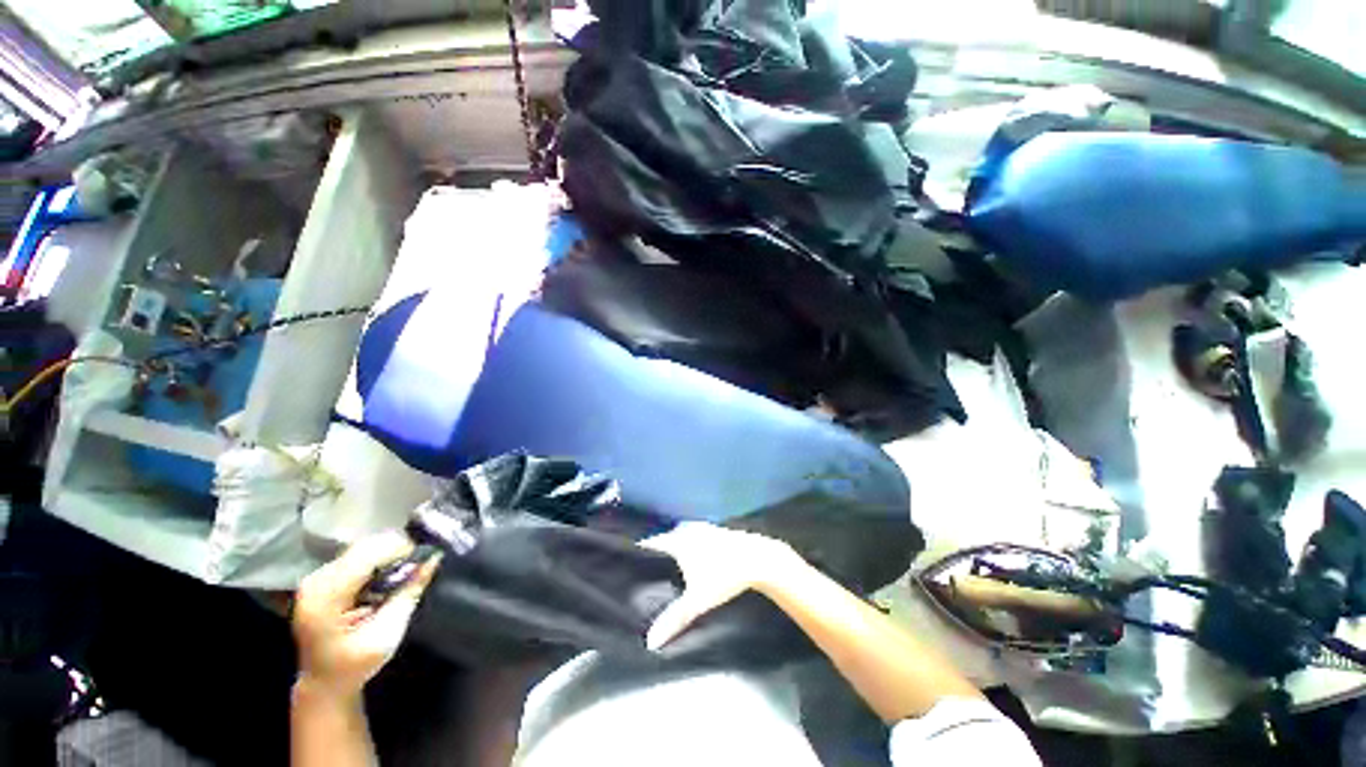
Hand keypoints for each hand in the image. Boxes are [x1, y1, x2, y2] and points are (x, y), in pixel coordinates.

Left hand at [292, 532, 439, 699]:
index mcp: (326, 597)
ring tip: (401, 576)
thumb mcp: (388, 634)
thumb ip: (408, 593)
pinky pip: (357, 555)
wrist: (324, 683)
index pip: (367, 555)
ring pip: (362, 547)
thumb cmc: (355, 665)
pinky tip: (385, 579)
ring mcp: (316, 577)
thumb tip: (434, 558)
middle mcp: (316, 581)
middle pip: (364, 547)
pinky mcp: (322, 577)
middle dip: (395, 552)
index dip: (399, 551)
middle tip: (415, 569)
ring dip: (388, 555)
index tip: (424, 561)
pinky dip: (378, 561)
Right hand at [641, 522, 800, 650]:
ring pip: (679, 537)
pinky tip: (690, 561)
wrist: (757, 559)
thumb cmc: (724, 577)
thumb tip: (650, 642)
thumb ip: (674, 619)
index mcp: (678, 541)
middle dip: (655, 554)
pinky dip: (687, 546)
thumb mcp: (698, 600)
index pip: (651, 543)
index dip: (639, 553)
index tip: (627, 564)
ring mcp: (702, 528)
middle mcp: (686, 530)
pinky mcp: (714, 530)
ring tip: (664, 568)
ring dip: (672, 549)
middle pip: (664, 540)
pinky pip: (692, 536)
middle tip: (644, 572)